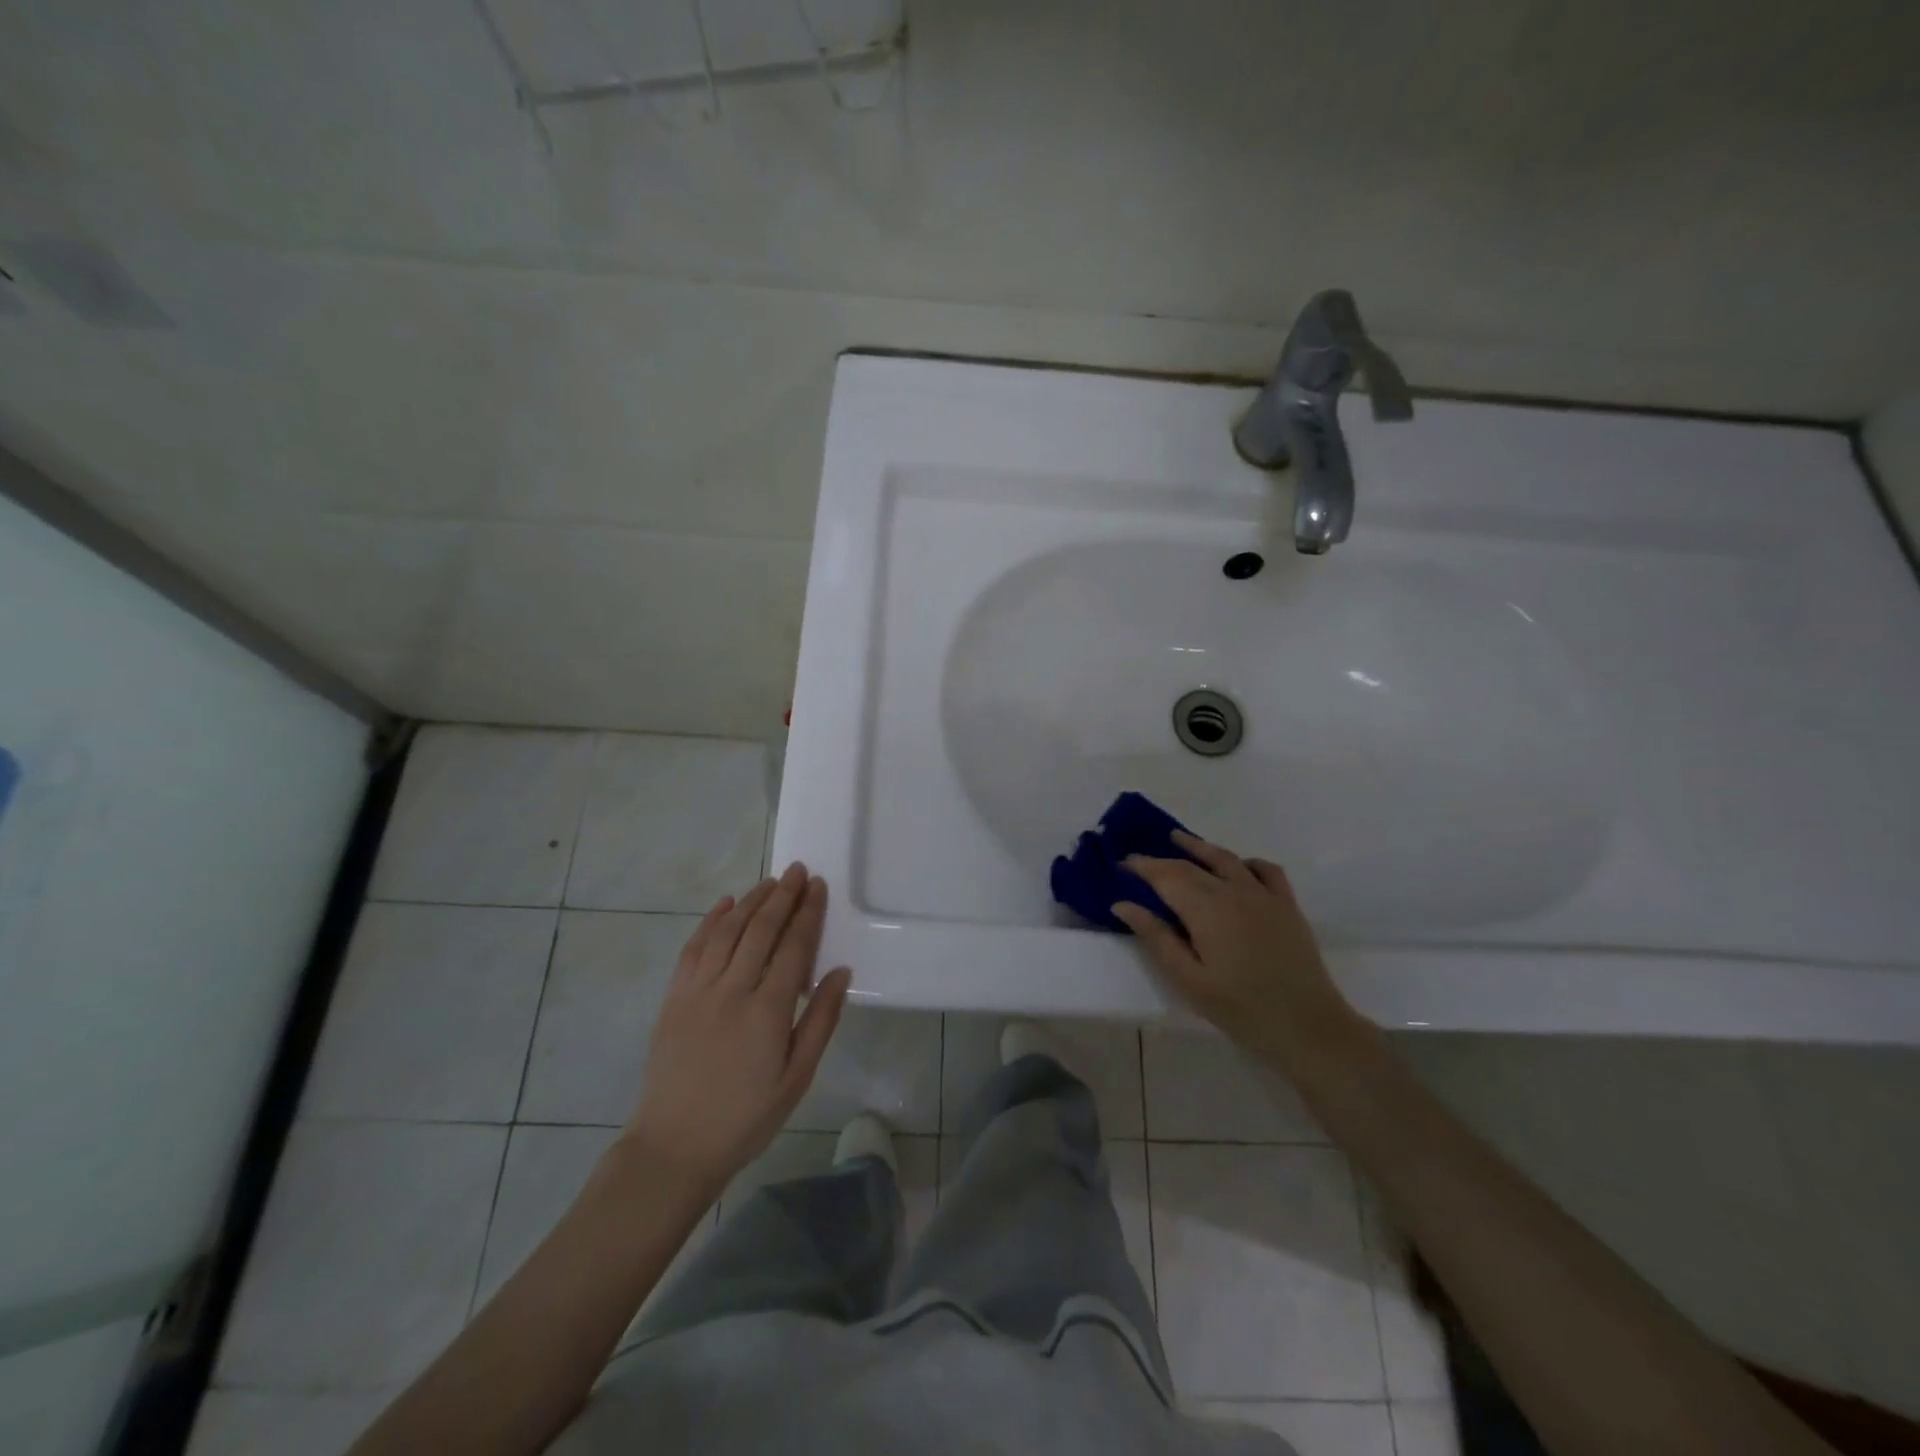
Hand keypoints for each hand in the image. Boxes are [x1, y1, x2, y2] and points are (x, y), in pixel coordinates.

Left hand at [623, 863, 850, 1197]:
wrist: (674, 1147)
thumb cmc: (746, 1117)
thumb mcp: (797, 1078)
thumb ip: (820, 1021)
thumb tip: (841, 971)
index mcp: (768, 1010)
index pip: (794, 946)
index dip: (808, 912)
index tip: (818, 885)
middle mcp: (732, 990)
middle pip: (761, 929)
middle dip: (782, 895)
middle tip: (797, 871)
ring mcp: (698, 991)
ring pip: (727, 931)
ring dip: (750, 901)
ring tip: (769, 881)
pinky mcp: (673, 998)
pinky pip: (693, 948)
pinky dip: (710, 921)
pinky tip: (725, 905)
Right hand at [1114, 832, 1355, 1062]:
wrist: (1307, 1027)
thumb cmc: (1240, 1009)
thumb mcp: (1188, 979)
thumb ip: (1156, 937)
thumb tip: (1123, 904)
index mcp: (1205, 909)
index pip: (1166, 876)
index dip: (1142, 866)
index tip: (1121, 863)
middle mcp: (1233, 891)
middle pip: (1191, 866)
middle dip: (1162, 860)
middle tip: (1139, 859)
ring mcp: (1263, 895)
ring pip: (1226, 859)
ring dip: (1199, 847)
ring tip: (1178, 839)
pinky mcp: (1287, 905)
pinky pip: (1266, 870)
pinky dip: (1246, 862)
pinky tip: (1238, 867)